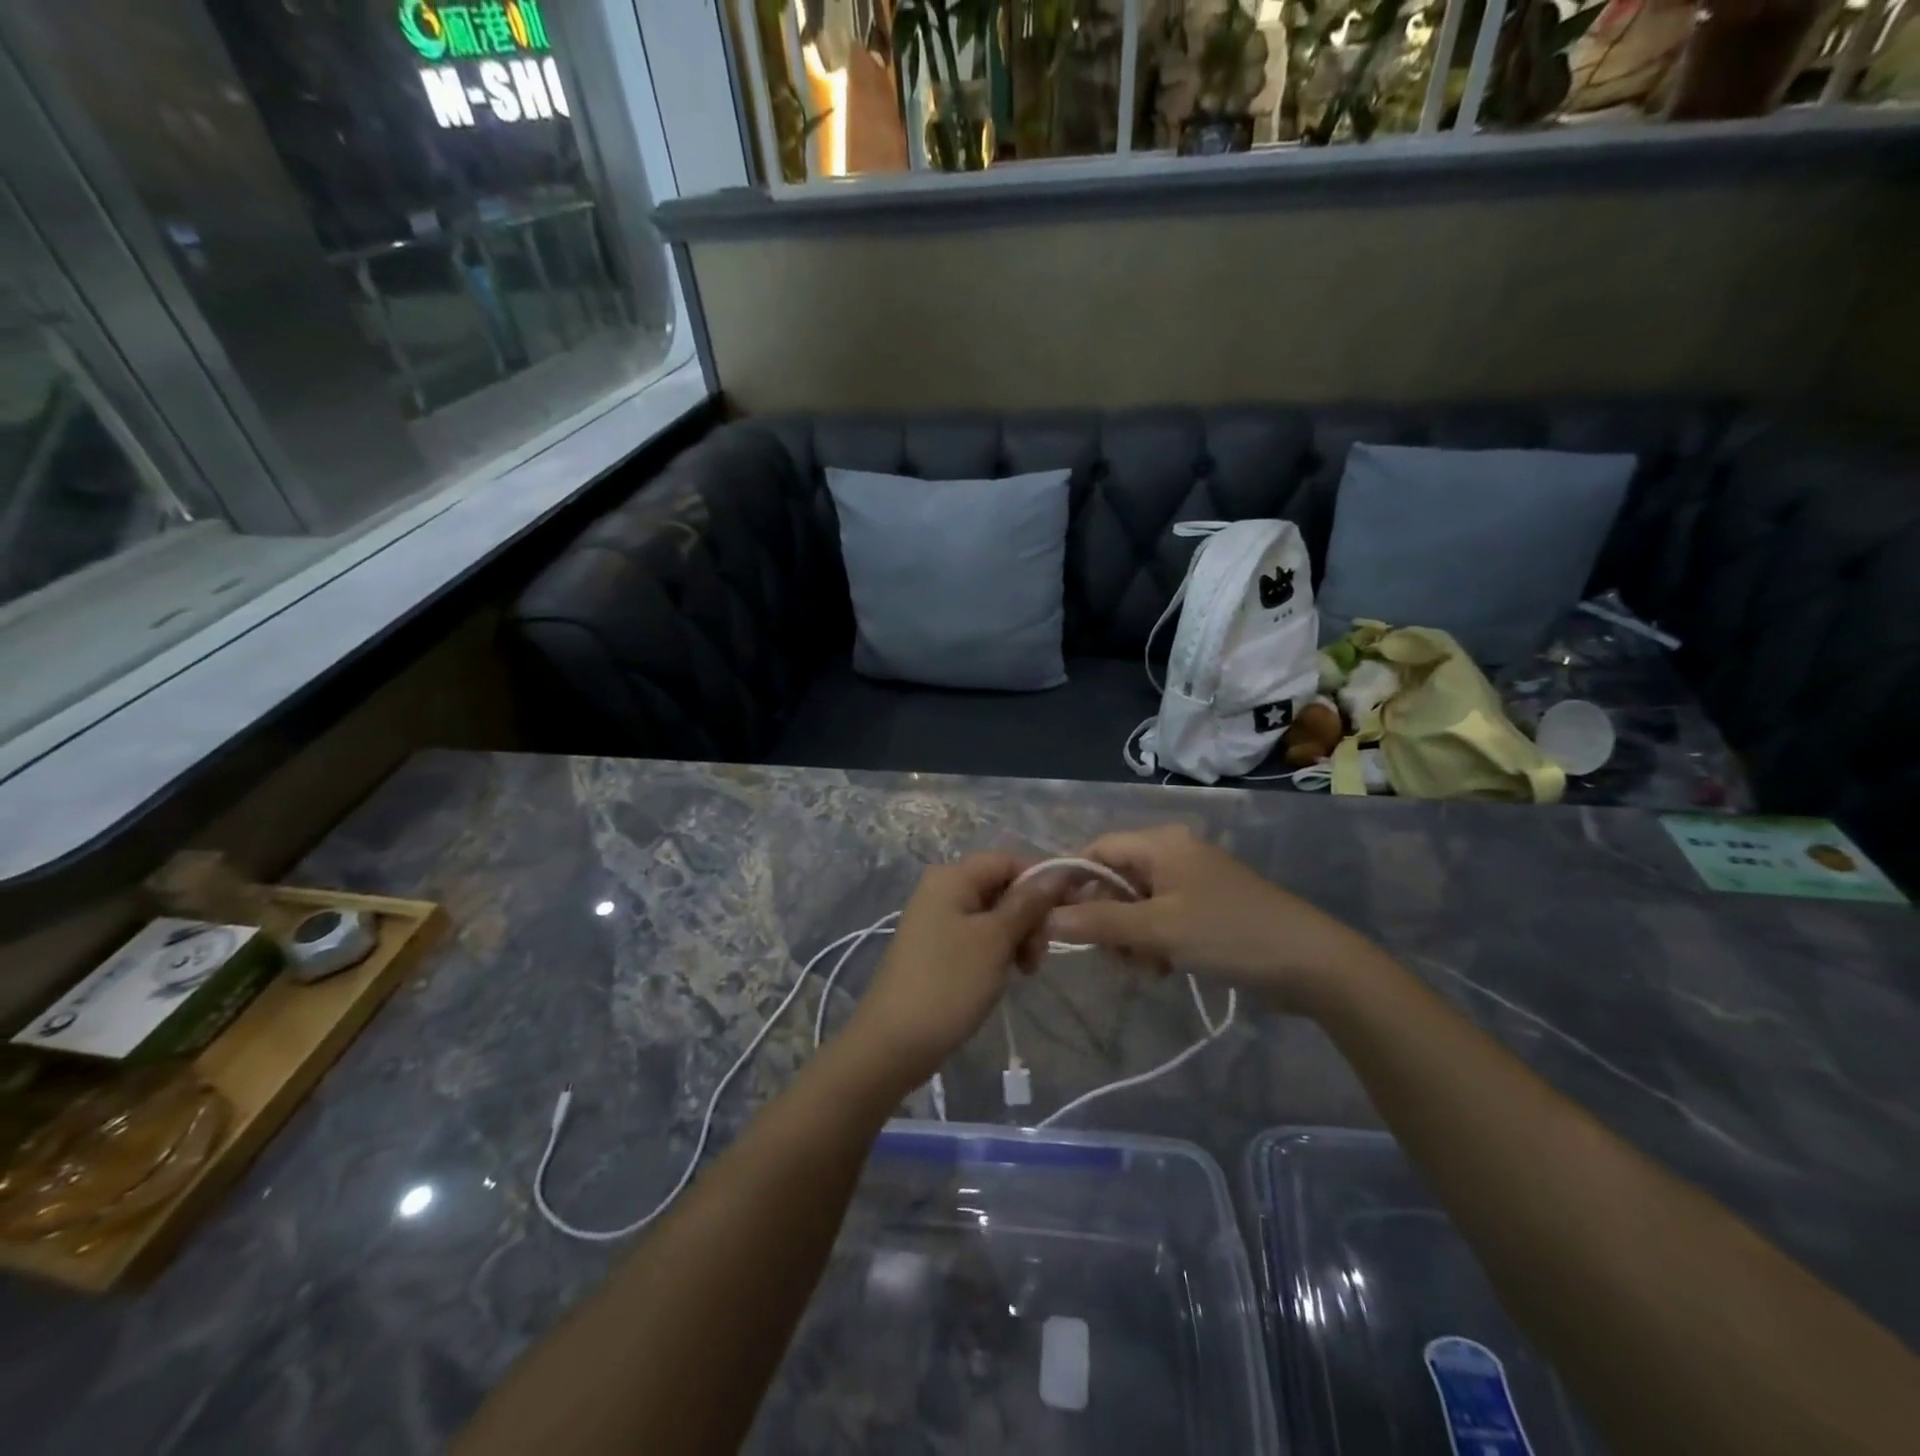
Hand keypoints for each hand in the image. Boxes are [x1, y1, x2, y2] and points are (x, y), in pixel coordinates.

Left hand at [840, 853, 1057, 1086]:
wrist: (895, 1042)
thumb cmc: (948, 983)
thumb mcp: (995, 940)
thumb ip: (1028, 903)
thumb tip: (1059, 872)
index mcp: (952, 877)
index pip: (1008, 860)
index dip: (1041, 880)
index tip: (1067, 912)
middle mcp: (942, 889)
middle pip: (1001, 886)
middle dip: (1029, 915)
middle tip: (1038, 955)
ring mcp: (938, 919)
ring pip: (994, 914)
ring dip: (1017, 936)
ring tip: (1025, 970)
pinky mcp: (938, 946)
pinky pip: (979, 935)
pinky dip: (998, 949)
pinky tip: (1007, 974)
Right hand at [1043, 824, 1386, 1007]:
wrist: (1312, 964)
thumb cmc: (1229, 933)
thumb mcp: (1159, 929)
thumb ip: (1100, 921)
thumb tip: (1046, 918)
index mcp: (1161, 843)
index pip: (1097, 849)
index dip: (1071, 880)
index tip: (1052, 918)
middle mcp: (1173, 854)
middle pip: (1115, 879)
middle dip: (1107, 918)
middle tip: (1112, 954)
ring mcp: (1191, 883)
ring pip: (1136, 905)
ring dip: (1131, 937)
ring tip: (1147, 967)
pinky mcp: (1205, 909)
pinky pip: (1160, 920)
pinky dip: (1154, 943)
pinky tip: (1164, 969)